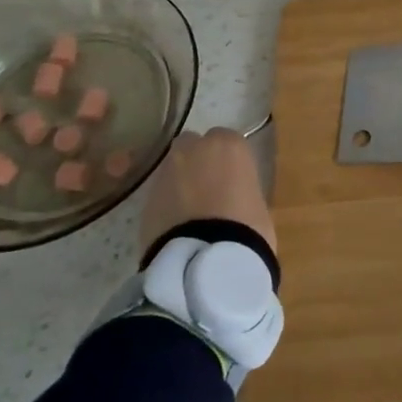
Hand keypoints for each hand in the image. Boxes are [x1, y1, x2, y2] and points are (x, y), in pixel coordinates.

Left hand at [137, 127, 276, 261]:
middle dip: (197, 160)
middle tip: (208, 187)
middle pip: (192, 145)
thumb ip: (240, 188)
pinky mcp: (145, 201)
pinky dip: (166, 204)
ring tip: (189, 211)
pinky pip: (159, 195)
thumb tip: (232, 196)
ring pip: (172, 169)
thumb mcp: (256, 201)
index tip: (233, 177)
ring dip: (179, 182)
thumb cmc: (246, 227)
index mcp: (228, 145)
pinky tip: (176, 225)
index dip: (228, 159)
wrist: (205, 262)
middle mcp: (193, 150)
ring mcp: (165, 173)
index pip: (226, 140)